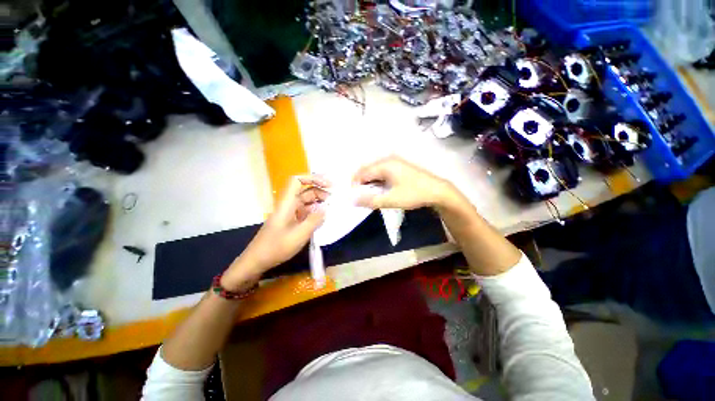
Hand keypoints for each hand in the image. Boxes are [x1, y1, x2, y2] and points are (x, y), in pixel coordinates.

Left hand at [221, 175, 328, 290]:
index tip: (328, 185)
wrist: (257, 260)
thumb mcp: (299, 235)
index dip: (313, 178)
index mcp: (287, 203)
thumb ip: (314, 221)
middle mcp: (289, 205)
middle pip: (306, 190)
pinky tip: (323, 218)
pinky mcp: (291, 221)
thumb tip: (326, 210)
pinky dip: (315, 212)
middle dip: (321, 192)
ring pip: (307, 202)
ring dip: (319, 202)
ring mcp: (290, 213)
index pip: (298, 181)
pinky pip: (306, 212)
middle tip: (334, 200)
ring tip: (331, 209)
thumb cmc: (276, 246)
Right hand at [352, 155, 455, 209]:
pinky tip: (380, 190)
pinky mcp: (399, 167)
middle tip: (360, 197)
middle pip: (367, 170)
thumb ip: (370, 201)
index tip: (353, 197)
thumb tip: (353, 201)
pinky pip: (382, 172)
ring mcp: (395, 162)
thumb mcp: (391, 200)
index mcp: (384, 164)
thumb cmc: (413, 194)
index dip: (355, 185)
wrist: (437, 191)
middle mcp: (388, 160)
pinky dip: (378, 181)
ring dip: (370, 183)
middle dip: (361, 183)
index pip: (362, 173)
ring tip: (369, 195)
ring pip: (375, 171)